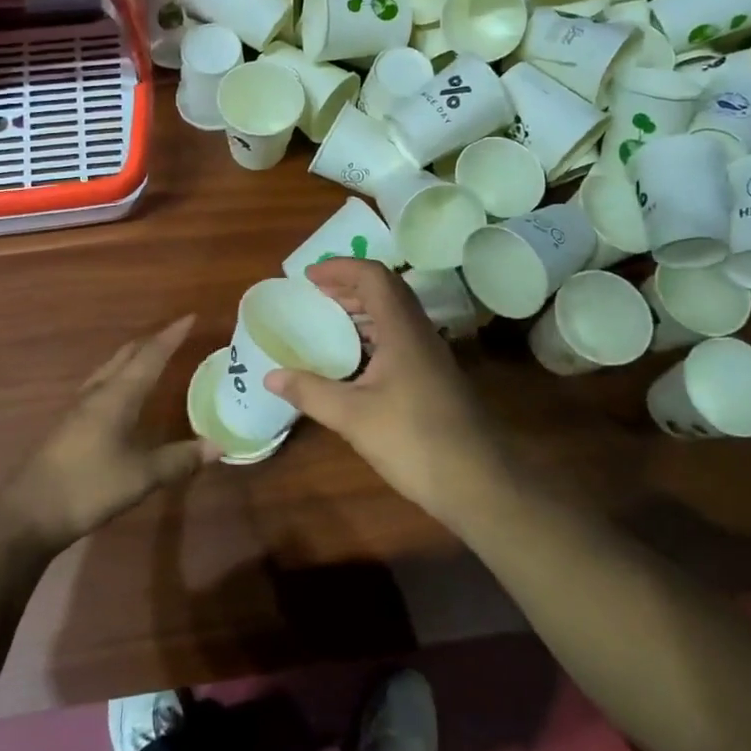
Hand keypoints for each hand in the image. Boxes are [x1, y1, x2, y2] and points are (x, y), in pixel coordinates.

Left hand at [0, 314, 213, 551]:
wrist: (27, 514)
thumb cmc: (88, 487)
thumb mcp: (142, 476)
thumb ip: (180, 459)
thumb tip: (219, 445)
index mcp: (117, 395)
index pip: (150, 356)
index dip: (171, 336)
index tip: (190, 317)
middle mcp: (97, 393)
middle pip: (126, 356)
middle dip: (152, 342)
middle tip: (175, 335)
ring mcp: (78, 408)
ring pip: (110, 369)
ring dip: (133, 358)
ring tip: (151, 357)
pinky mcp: (68, 426)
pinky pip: (100, 386)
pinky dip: (120, 377)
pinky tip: (121, 395)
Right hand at [266, 260, 505, 527]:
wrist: (479, 482)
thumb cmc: (414, 440)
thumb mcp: (353, 417)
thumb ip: (311, 392)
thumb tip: (271, 376)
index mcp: (402, 330)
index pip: (374, 276)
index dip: (340, 268)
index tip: (308, 277)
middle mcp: (419, 333)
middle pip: (385, 290)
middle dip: (348, 286)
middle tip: (314, 296)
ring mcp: (430, 356)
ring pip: (394, 315)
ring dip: (361, 311)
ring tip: (327, 323)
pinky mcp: (434, 377)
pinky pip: (399, 339)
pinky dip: (372, 336)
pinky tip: (353, 362)